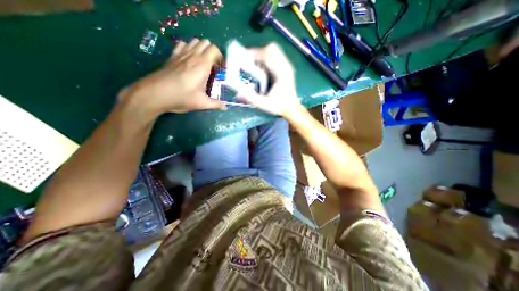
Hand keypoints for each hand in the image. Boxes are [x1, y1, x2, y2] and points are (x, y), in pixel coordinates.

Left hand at [119, 37, 224, 115]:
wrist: (155, 94)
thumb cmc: (181, 97)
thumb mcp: (202, 103)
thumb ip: (216, 104)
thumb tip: (225, 107)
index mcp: (202, 65)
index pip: (215, 50)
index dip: (221, 58)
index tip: (222, 70)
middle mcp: (192, 55)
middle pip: (206, 43)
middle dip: (213, 53)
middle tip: (214, 68)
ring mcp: (181, 54)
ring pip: (195, 42)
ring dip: (202, 50)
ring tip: (203, 64)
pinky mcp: (172, 56)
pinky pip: (183, 45)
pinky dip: (189, 48)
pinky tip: (190, 61)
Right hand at [237, 44, 302, 117]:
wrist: (292, 108)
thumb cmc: (280, 106)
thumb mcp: (265, 105)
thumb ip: (252, 99)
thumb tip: (238, 94)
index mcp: (281, 73)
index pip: (268, 55)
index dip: (255, 53)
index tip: (244, 58)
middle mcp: (285, 66)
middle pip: (271, 48)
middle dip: (258, 52)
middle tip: (249, 61)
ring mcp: (287, 66)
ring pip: (274, 50)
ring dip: (262, 54)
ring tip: (254, 64)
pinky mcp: (286, 68)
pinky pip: (275, 56)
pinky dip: (266, 57)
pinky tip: (262, 67)